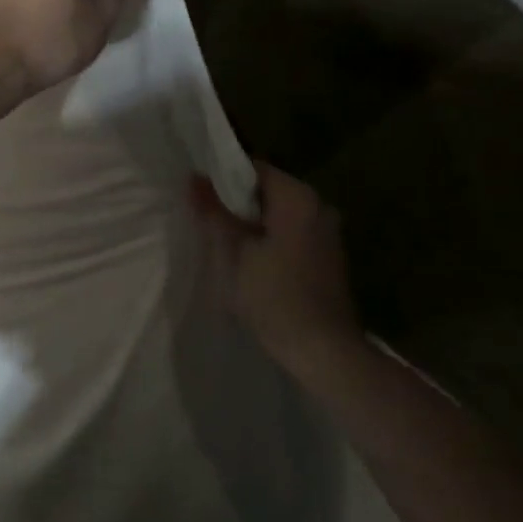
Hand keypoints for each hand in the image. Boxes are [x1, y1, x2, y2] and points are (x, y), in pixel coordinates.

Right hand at [192, 161, 366, 382]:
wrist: (324, 353)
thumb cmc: (275, 296)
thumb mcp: (234, 252)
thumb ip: (215, 212)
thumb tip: (195, 178)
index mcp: (297, 197)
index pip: (253, 168)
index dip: (223, 177)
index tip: (200, 193)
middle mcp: (318, 206)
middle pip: (266, 190)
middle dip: (236, 202)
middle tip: (206, 217)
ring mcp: (327, 232)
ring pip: (278, 214)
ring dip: (252, 223)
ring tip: (223, 239)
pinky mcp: (328, 257)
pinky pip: (291, 233)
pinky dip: (269, 238)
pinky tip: (250, 260)